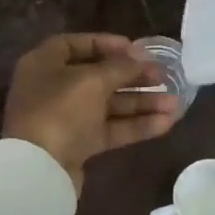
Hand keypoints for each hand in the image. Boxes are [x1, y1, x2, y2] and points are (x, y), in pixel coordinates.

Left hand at [2, 34, 176, 191]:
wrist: (38, 170)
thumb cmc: (60, 111)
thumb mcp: (93, 81)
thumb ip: (120, 67)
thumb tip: (140, 57)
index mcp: (45, 64)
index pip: (76, 44)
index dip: (107, 44)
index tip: (136, 49)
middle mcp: (53, 88)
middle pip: (99, 76)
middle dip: (134, 77)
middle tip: (164, 77)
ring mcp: (66, 118)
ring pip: (109, 105)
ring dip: (142, 103)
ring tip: (175, 104)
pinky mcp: (78, 144)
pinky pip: (110, 129)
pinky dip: (136, 125)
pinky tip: (166, 123)